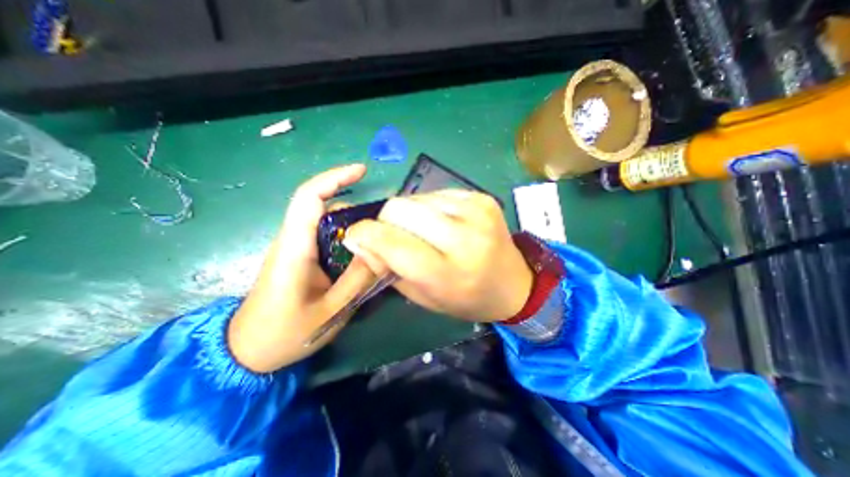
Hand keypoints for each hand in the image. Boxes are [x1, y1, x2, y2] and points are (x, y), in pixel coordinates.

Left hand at [227, 163, 375, 371]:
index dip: (334, 178)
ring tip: (379, 240)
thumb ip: (359, 279)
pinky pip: (326, 237)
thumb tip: (383, 251)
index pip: (309, 198)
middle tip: (384, 224)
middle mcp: (292, 241)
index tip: (362, 171)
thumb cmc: (285, 334)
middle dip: (355, 207)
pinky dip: (347, 237)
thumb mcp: (331, 311)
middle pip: (323, 207)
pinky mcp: (299, 257)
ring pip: (326, 222)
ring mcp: (295, 248)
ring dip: (353, 224)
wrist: (247, 352)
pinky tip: (363, 253)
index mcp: (294, 250)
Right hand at [341, 193, 528, 321]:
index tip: (355, 236)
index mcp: (446, 273)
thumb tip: (358, 240)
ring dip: (407, 214)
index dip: (364, 234)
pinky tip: (441, 223)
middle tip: (392, 236)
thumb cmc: (466, 298)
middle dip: (385, 221)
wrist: (514, 284)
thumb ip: (387, 268)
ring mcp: (476, 211)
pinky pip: (436, 193)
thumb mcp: (423, 296)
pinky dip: (428, 207)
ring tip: (421, 231)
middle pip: (399, 208)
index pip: (391, 241)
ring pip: (415, 197)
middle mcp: (463, 237)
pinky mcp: (481, 197)